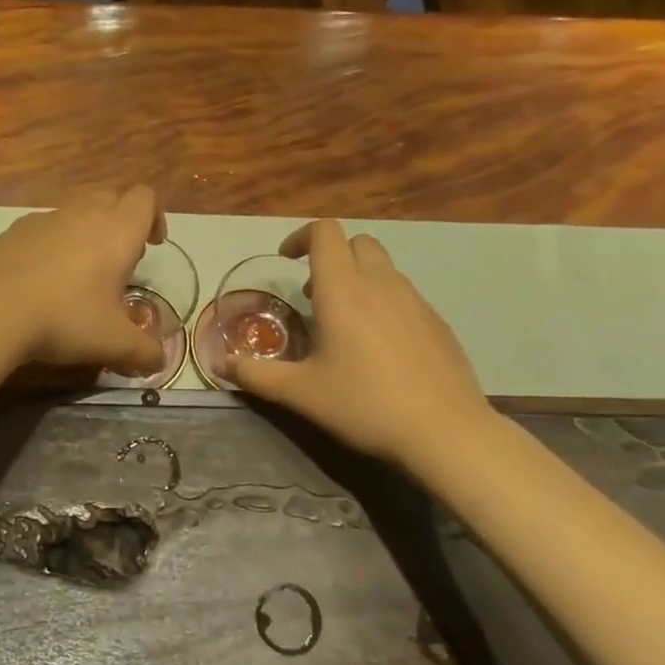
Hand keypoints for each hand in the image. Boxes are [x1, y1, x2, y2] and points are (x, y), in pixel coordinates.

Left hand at [0, 187, 166, 374]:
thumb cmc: (65, 319)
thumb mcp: (114, 344)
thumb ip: (145, 352)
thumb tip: (160, 362)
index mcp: (117, 231)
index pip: (145, 198)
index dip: (155, 216)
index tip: (151, 245)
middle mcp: (84, 213)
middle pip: (113, 197)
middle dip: (122, 220)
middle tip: (120, 259)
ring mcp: (47, 217)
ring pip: (78, 209)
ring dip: (88, 229)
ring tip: (82, 270)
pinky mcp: (17, 228)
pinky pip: (47, 224)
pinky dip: (55, 240)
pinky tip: (44, 276)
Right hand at [219, 219, 492, 472]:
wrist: (444, 431)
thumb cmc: (364, 404)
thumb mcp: (300, 393)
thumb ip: (257, 375)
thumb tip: (220, 364)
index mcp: (343, 290)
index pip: (324, 233)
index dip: (301, 237)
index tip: (286, 261)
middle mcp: (380, 284)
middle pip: (357, 242)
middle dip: (331, 256)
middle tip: (313, 294)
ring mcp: (415, 300)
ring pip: (383, 267)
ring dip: (358, 278)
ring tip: (344, 322)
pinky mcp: (437, 322)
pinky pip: (404, 294)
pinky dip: (383, 301)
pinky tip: (379, 347)